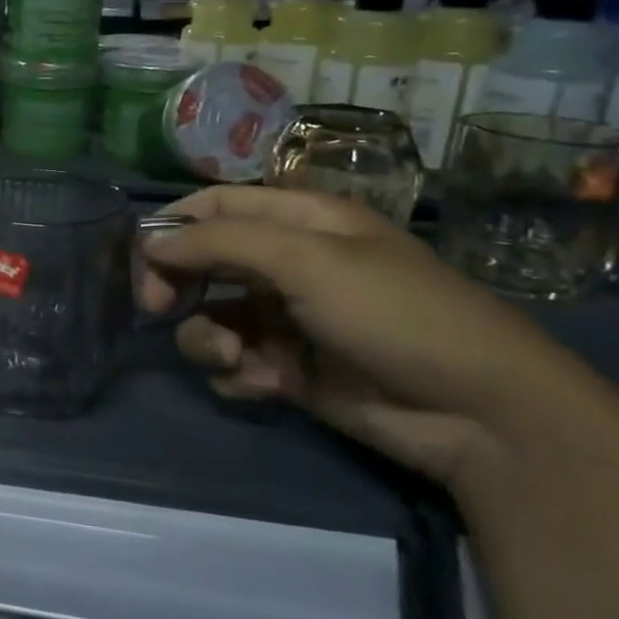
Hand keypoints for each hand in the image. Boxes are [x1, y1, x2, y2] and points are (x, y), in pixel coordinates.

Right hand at [139, 185, 605, 486]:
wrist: (477, 411)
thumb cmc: (393, 313)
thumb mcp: (306, 260)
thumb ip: (220, 243)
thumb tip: (151, 242)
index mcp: (298, 222)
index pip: (214, 206)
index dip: (172, 226)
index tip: (142, 259)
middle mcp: (287, 264)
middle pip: (203, 262)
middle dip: (176, 285)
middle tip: (158, 309)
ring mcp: (286, 318)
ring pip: (211, 318)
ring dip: (208, 338)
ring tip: (236, 358)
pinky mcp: (288, 368)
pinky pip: (234, 363)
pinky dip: (237, 374)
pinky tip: (266, 385)